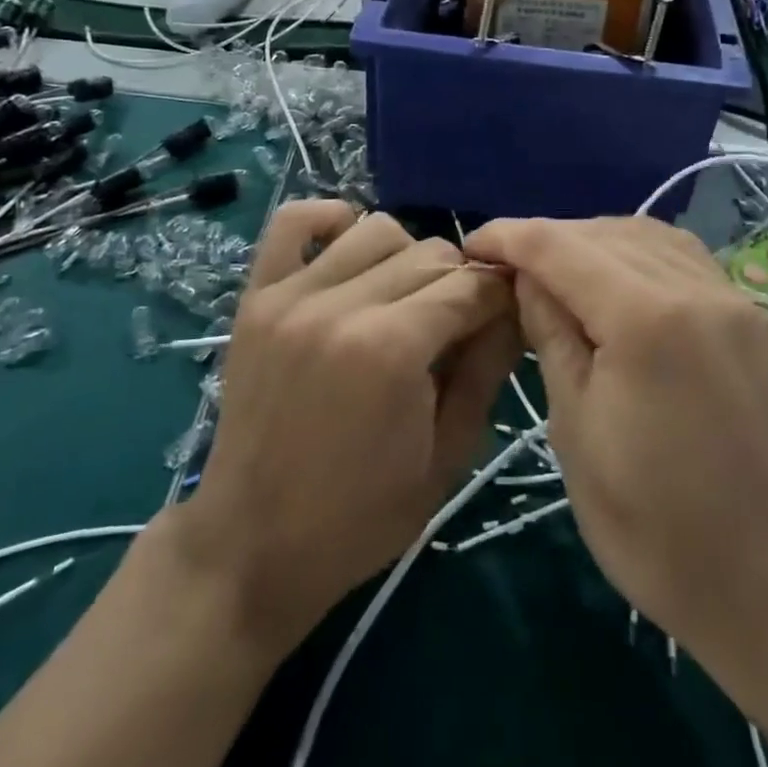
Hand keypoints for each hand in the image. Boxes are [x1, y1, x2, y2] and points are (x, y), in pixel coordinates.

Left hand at [174, 202, 520, 656]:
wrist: (252, 545)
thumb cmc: (361, 517)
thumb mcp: (448, 457)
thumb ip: (487, 371)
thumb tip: (514, 309)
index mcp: (392, 350)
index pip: (471, 284)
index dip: (500, 296)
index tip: (505, 316)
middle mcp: (340, 306)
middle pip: (430, 251)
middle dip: (459, 281)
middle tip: (456, 324)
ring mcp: (290, 296)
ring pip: (375, 228)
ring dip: (405, 256)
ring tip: (404, 299)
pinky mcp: (255, 297)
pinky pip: (292, 222)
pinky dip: (328, 221)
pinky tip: (348, 250)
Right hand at [462, 216, 767, 679]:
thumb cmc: (660, 530)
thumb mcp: (578, 433)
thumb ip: (552, 337)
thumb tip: (526, 278)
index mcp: (645, 317)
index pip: (559, 246)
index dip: (508, 237)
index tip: (469, 246)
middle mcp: (693, 287)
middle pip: (602, 232)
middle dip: (546, 239)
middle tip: (503, 268)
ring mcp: (730, 298)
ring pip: (644, 235)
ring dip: (591, 241)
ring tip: (553, 273)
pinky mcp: (748, 319)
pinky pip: (680, 257)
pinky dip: (636, 253)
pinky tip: (615, 281)